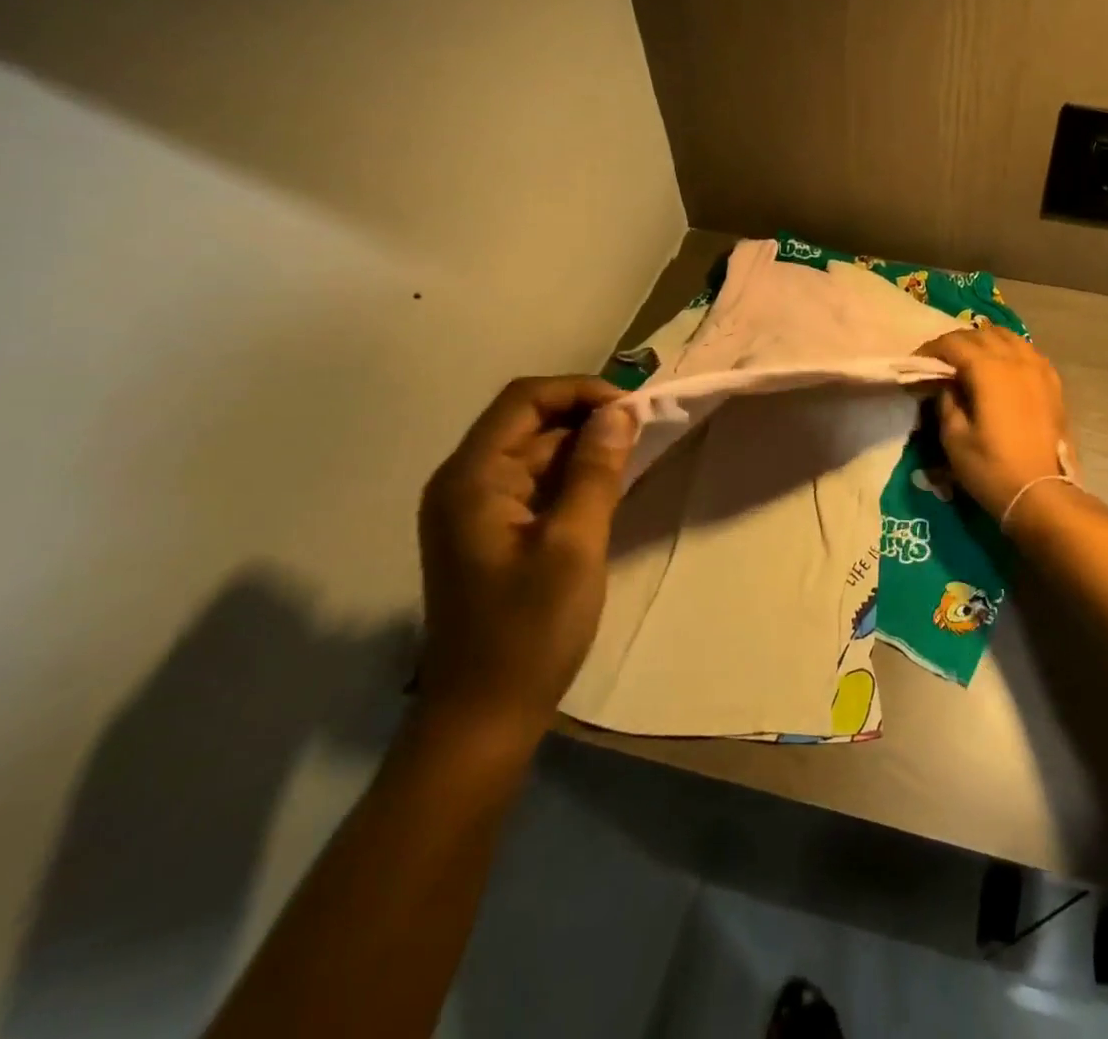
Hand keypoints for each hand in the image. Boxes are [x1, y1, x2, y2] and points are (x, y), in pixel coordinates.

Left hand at [416, 376, 637, 747]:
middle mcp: (464, 482)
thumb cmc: (529, 630)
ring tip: (634, 455)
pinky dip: (571, 476)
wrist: (483, 716)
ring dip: (582, 446)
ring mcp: (474, 509)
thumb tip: (620, 412)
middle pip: (527, 422)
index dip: (581, 391)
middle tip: (643, 431)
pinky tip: (608, 487)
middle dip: (586, 417)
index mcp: (472, 478)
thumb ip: (596, 472)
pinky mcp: (489, 532)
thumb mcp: (574, 545)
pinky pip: (533, 483)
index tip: (633, 408)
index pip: (525, 400)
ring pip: (533, 452)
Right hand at [917, 327, 1069, 515]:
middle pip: (981, 334)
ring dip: (985, 342)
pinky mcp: (1053, 383)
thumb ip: (946, 402)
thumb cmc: (992, 468)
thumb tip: (946, 384)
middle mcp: (1016, 360)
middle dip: (956, 342)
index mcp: (989, 370)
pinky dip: (1010, 351)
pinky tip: (1002, 368)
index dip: (931, 349)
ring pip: (1008, 337)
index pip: (954, 343)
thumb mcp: (954, 438)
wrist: (1042, 493)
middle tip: (940, 362)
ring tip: (970, 360)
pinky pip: (1028, 352)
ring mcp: (1039, 369)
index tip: (917, 363)